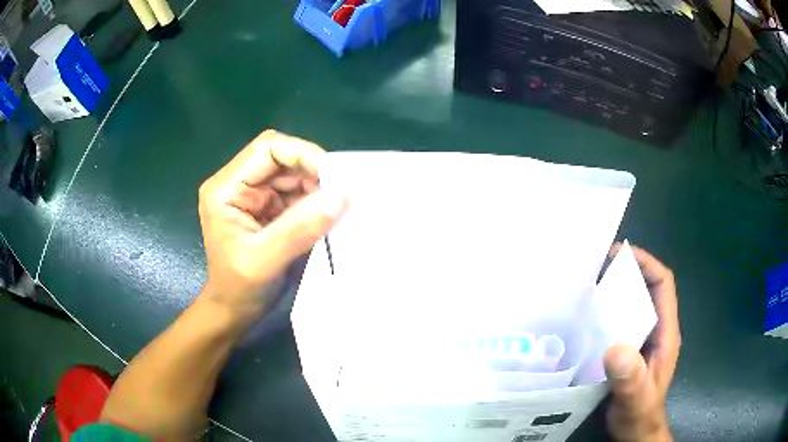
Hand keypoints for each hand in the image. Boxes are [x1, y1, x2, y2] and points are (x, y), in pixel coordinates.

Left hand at [197, 130, 347, 318]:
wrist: (235, 311)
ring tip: (336, 208)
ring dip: (317, 188)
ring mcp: (255, 195)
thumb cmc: (239, 289)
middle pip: (282, 158)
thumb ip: (300, 228)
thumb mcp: (266, 261)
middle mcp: (239, 184)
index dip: (302, 154)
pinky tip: (328, 215)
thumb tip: (342, 196)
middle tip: (340, 194)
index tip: (333, 177)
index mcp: (226, 188)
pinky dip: (316, 201)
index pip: (266, 149)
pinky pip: (298, 193)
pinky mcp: (269, 208)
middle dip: (313, 172)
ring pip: (294, 174)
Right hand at [604, 244, 680, 441]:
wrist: (635, 432)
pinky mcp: (630, 351)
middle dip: (628, 271)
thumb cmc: (639, 414)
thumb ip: (630, 377)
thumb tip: (615, 347)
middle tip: (597, 267)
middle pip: (648, 288)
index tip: (620, 254)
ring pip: (635, 304)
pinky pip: (622, 322)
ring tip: (589, 286)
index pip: (663, 284)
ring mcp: (643, 341)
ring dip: (617, 291)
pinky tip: (588, 319)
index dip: (647, 263)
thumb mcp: (635, 398)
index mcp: (665, 333)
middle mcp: (657, 330)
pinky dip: (609, 312)